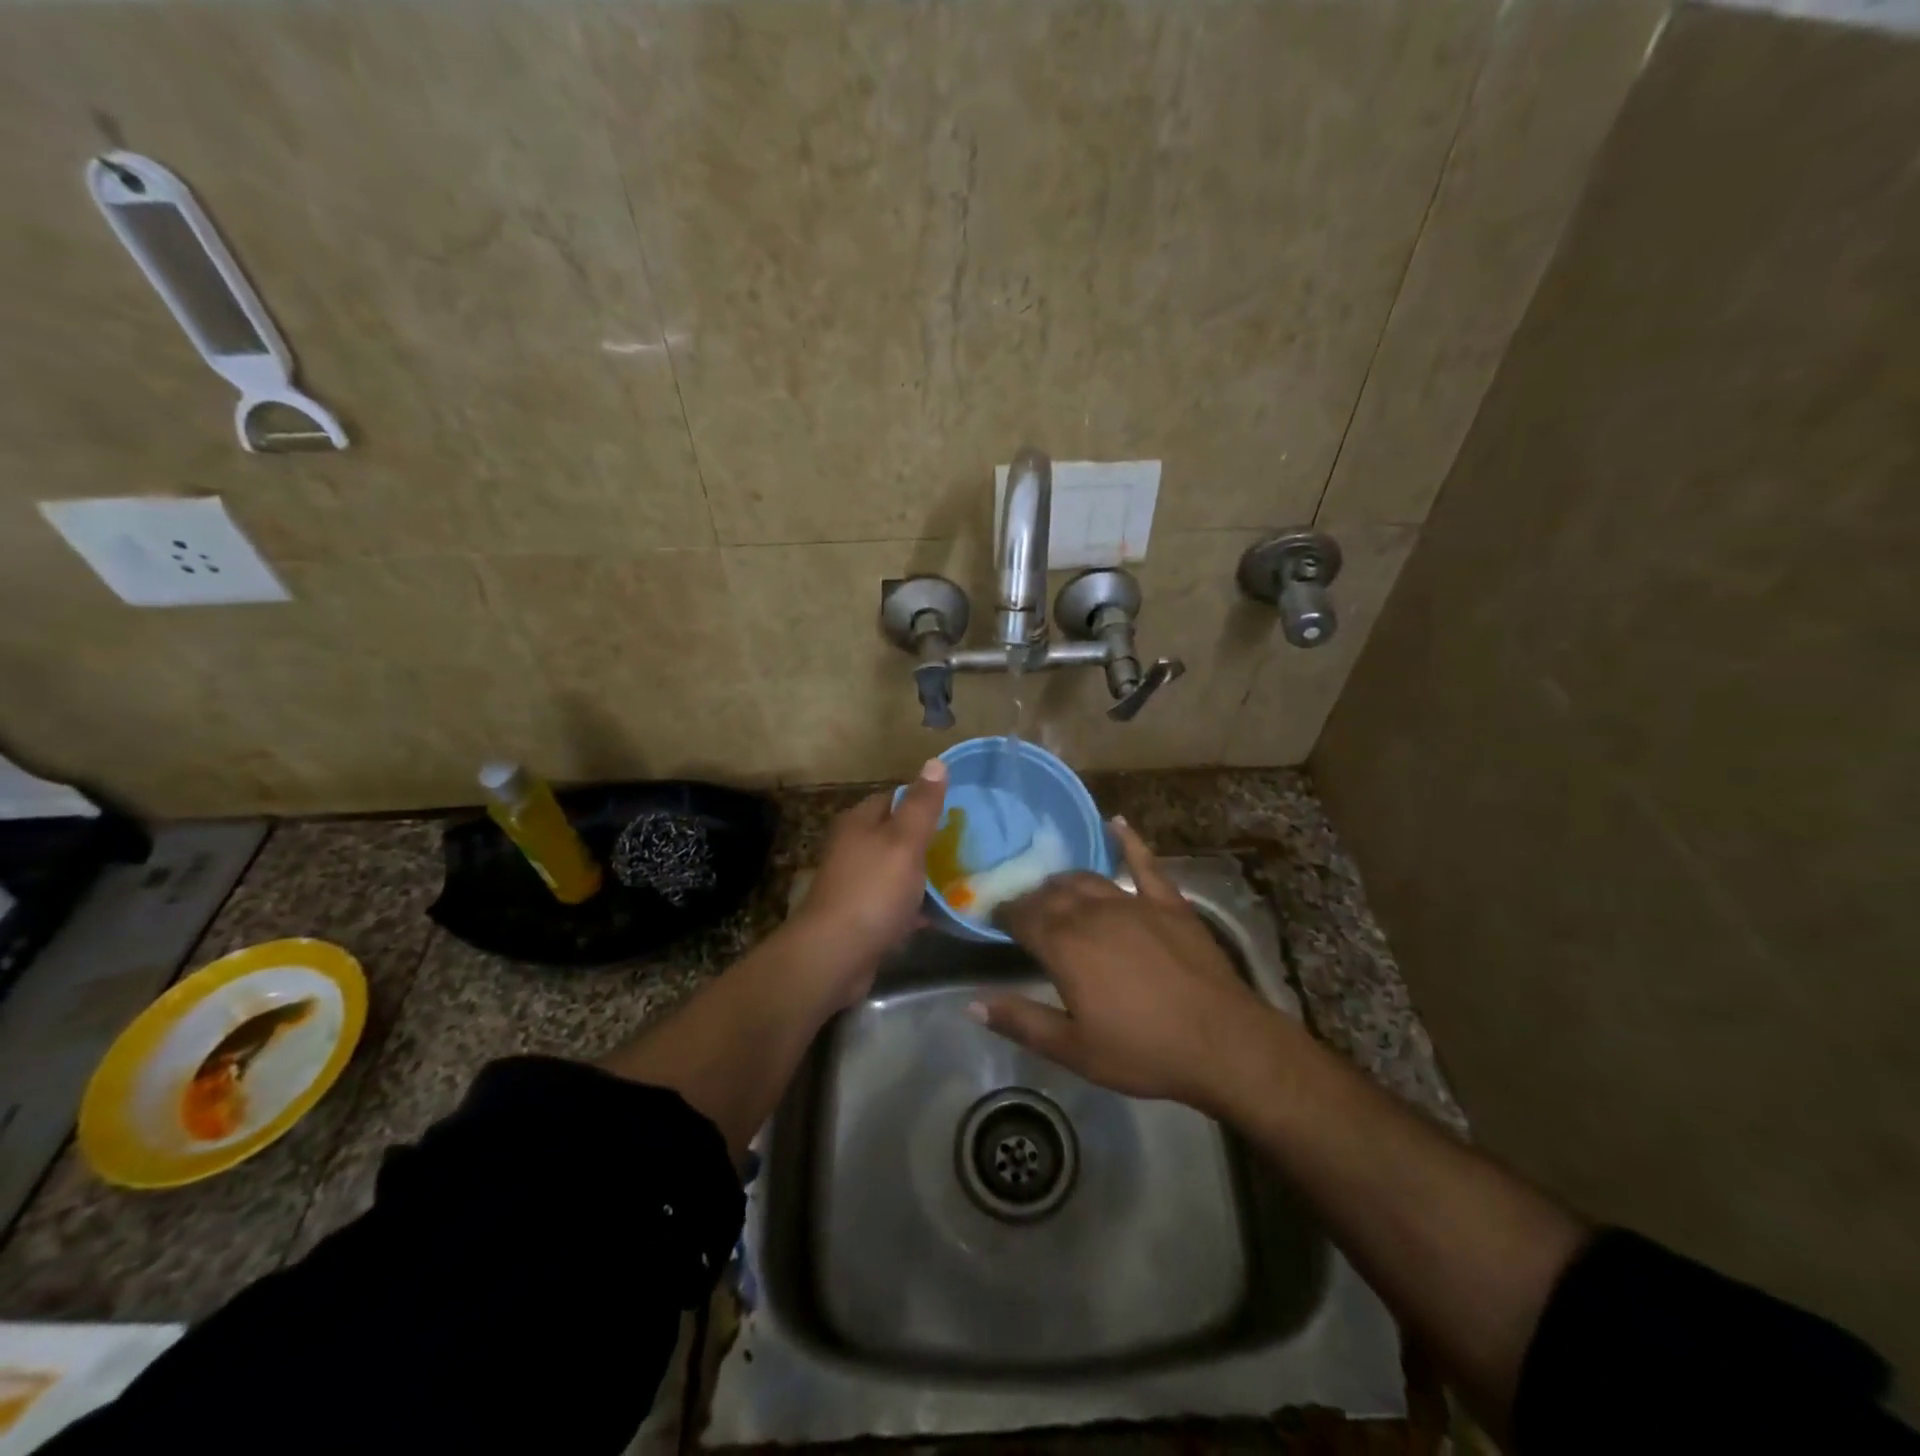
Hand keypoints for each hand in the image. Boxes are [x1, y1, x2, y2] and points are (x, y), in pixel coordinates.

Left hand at [788, 758, 947, 1004]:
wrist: (835, 955)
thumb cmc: (872, 890)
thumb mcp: (904, 842)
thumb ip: (922, 805)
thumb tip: (935, 761)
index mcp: (860, 822)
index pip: (895, 797)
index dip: (925, 800)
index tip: (960, 809)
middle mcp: (854, 847)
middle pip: (897, 834)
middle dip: (930, 839)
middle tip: (969, 844)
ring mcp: (857, 882)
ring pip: (899, 869)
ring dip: (926, 874)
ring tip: (964, 875)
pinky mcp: (864, 915)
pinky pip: (897, 902)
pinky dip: (918, 905)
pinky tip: (945, 912)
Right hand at [976, 819, 1286, 1114]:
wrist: (1222, 1043)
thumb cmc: (1143, 1051)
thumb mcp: (1073, 1048)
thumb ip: (1021, 1020)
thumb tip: (972, 1002)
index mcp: (1065, 946)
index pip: (1023, 916)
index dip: (1005, 913)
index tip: (994, 915)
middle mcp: (1093, 913)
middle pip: (1053, 893)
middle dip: (1033, 897)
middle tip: (1024, 909)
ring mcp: (1133, 903)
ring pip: (1088, 879)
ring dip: (1066, 881)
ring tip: (1055, 887)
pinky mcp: (1168, 903)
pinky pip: (1144, 863)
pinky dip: (1128, 841)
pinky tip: (1116, 823)